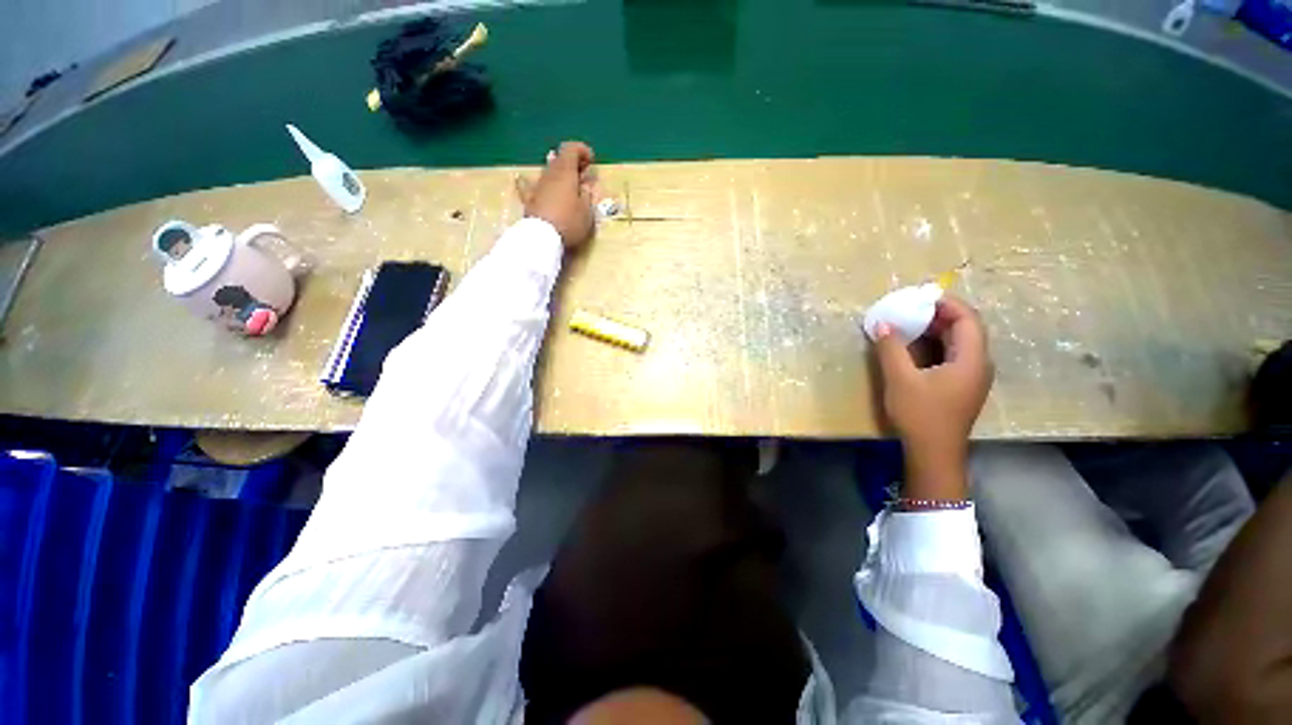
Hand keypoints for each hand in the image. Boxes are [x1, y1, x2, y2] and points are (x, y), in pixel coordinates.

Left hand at [515, 141, 596, 249]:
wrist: (541, 239)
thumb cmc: (569, 223)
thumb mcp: (587, 211)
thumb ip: (587, 195)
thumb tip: (585, 185)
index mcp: (565, 172)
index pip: (571, 149)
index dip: (582, 150)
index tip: (591, 160)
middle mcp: (549, 174)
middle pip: (559, 159)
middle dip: (572, 163)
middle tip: (583, 174)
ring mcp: (537, 186)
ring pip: (548, 173)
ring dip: (558, 175)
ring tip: (567, 185)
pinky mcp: (529, 200)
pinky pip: (528, 186)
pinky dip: (532, 183)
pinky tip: (523, 180)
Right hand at [873, 295, 992, 499]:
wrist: (933, 453)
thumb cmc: (920, 415)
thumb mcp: (900, 379)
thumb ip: (891, 348)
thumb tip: (882, 324)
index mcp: (971, 359)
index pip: (967, 319)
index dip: (946, 303)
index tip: (919, 297)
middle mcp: (978, 364)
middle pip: (965, 329)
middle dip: (937, 315)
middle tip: (908, 309)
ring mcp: (971, 376)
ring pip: (957, 342)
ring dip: (934, 330)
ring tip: (906, 324)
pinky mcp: (960, 386)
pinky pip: (951, 355)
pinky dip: (933, 345)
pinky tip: (911, 347)